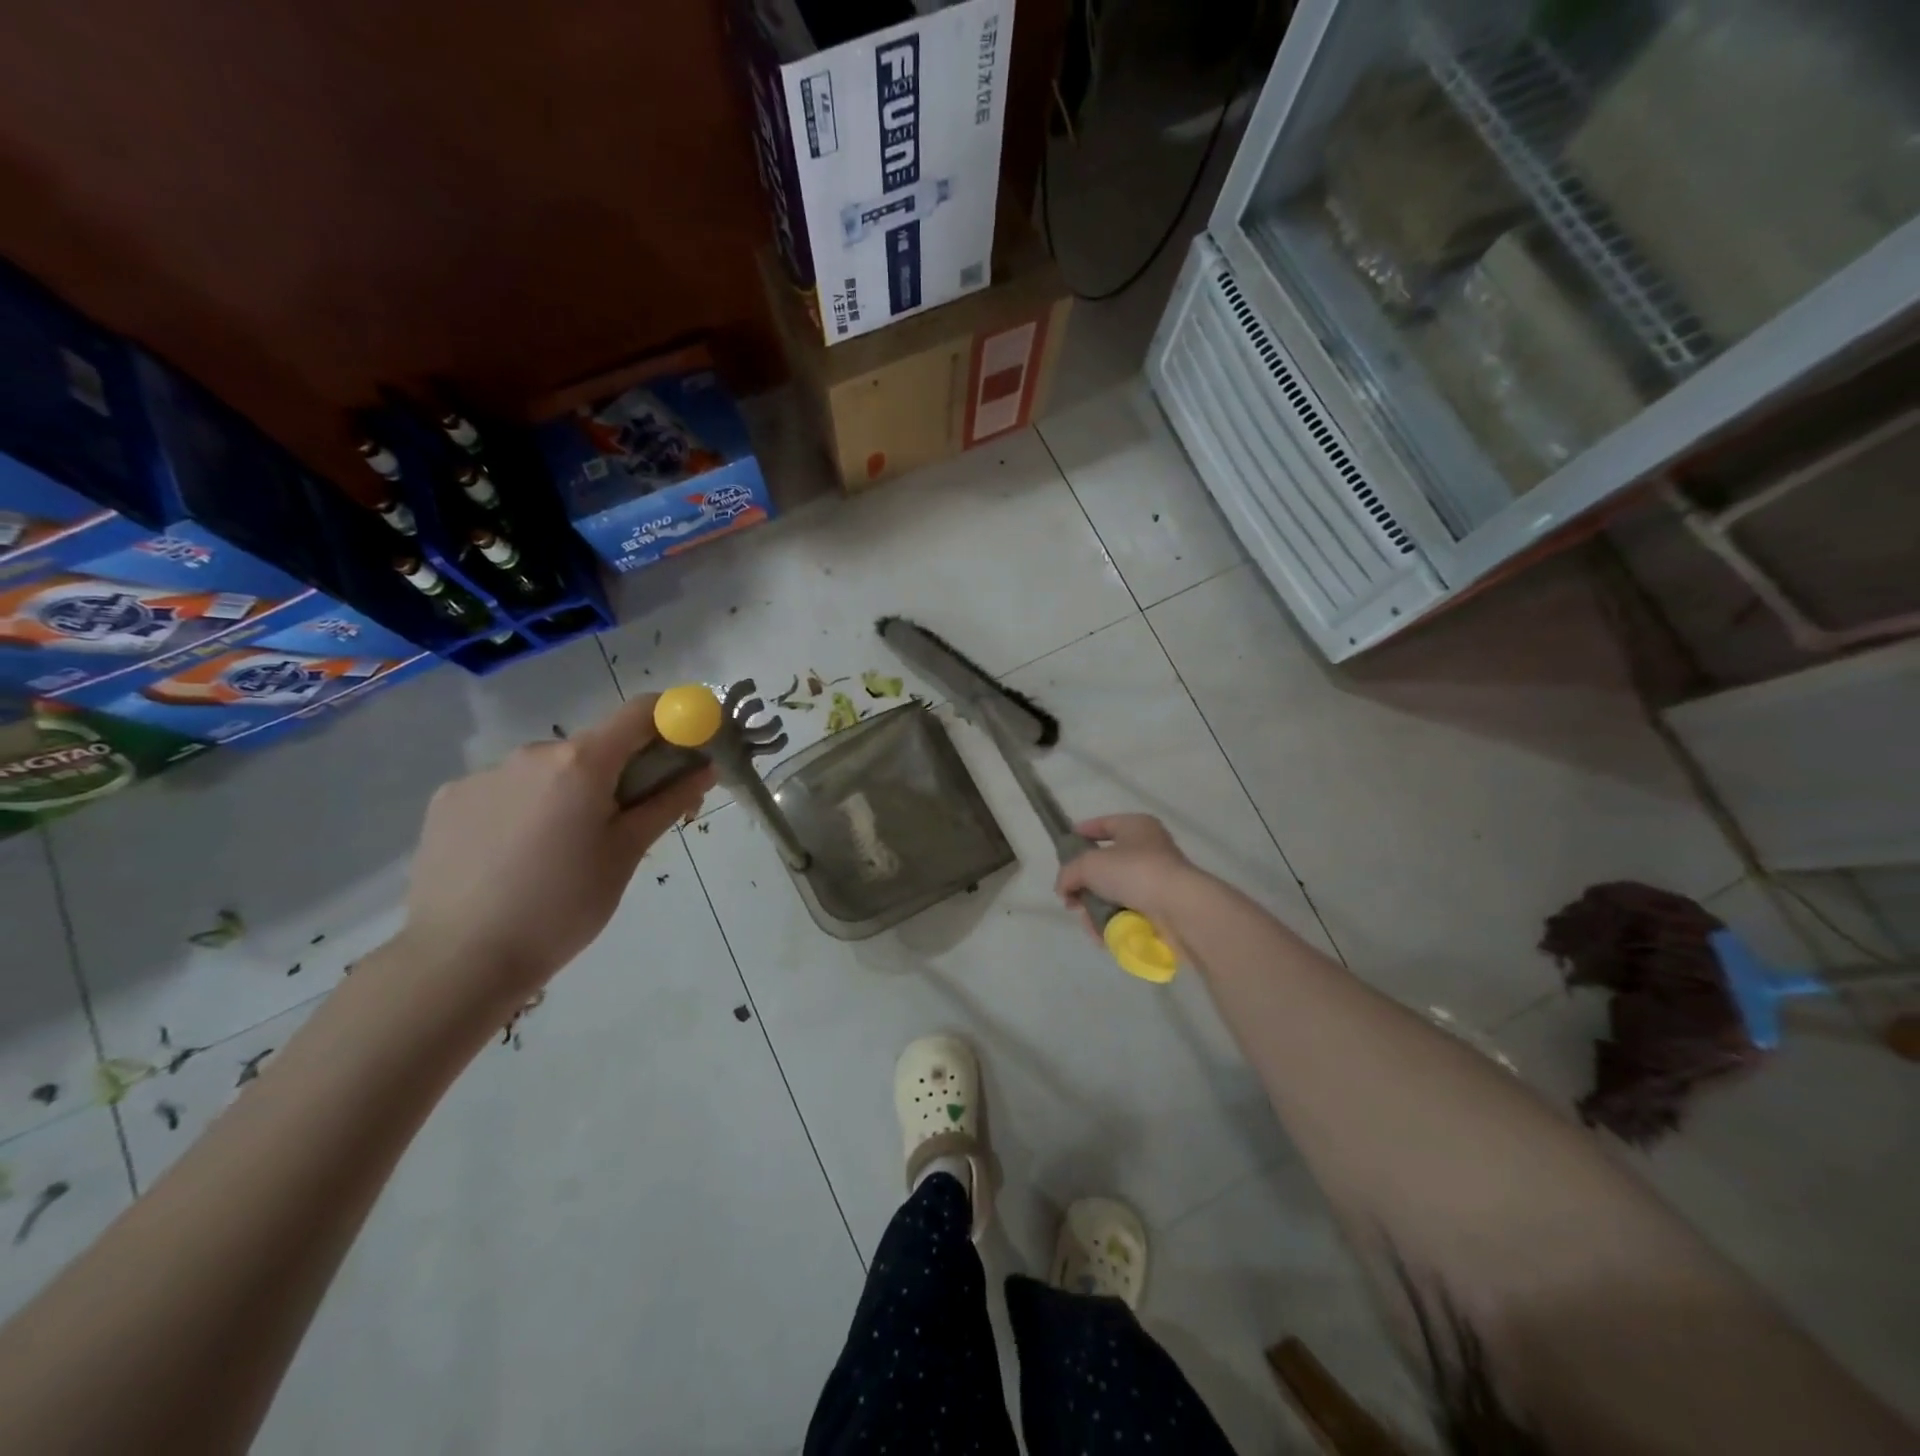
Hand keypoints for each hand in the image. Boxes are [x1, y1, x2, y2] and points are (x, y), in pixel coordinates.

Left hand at [398, 694, 714, 1016]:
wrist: (459, 960)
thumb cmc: (564, 905)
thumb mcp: (628, 853)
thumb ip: (668, 801)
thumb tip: (705, 767)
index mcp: (582, 761)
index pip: (640, 712)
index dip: (671, 721)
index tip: (684, 751)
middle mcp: (532, 752)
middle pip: (594, 745)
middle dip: (619, 773)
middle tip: (624, 825)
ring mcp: (483, 774)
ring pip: (548, 770)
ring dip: (569, 792)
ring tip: (561, 852)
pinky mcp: (448, 799)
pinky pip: (506, 790)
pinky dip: (525, 809)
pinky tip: (516, 857)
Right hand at [1054, 814, 1203, 945]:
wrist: (1179, 909)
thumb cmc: (1134, 872)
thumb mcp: (1089, 864)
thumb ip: (1069, 873)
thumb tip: (1064, 889)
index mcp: (1136, 827)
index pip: (1104, 824)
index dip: (1082, 833)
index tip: (1064, 847)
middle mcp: (1149, 850)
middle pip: (1106, 865)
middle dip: (1085, 884)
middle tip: (1071, 898)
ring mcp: (1156, 881)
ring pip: (1114, 893)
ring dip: (1096, 908)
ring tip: (1088, 922)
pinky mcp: (1161, 909)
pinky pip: (1127, 913)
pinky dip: (1112, 923)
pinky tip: (1103, 934)